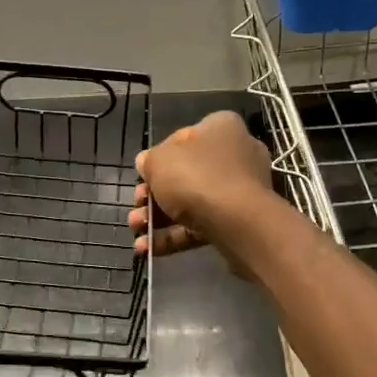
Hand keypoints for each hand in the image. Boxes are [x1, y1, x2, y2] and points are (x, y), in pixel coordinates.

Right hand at [129, 111, 272, 260]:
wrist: (238, 222)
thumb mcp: (159, 161)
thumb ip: (149, 161)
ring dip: (158, 218)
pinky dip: (174, 236)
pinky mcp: (239, 221)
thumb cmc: (196, 177)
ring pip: (191, 202)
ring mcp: (240, 190)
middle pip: (186, 173)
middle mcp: (236, 154)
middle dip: (154, 194)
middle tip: (136, 206)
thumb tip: (147, 164)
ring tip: (136, 229)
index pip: (182, 138)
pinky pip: (201, 225)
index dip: (157, 158)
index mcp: (221, 128)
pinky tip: (147, 249)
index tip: (142, 176)